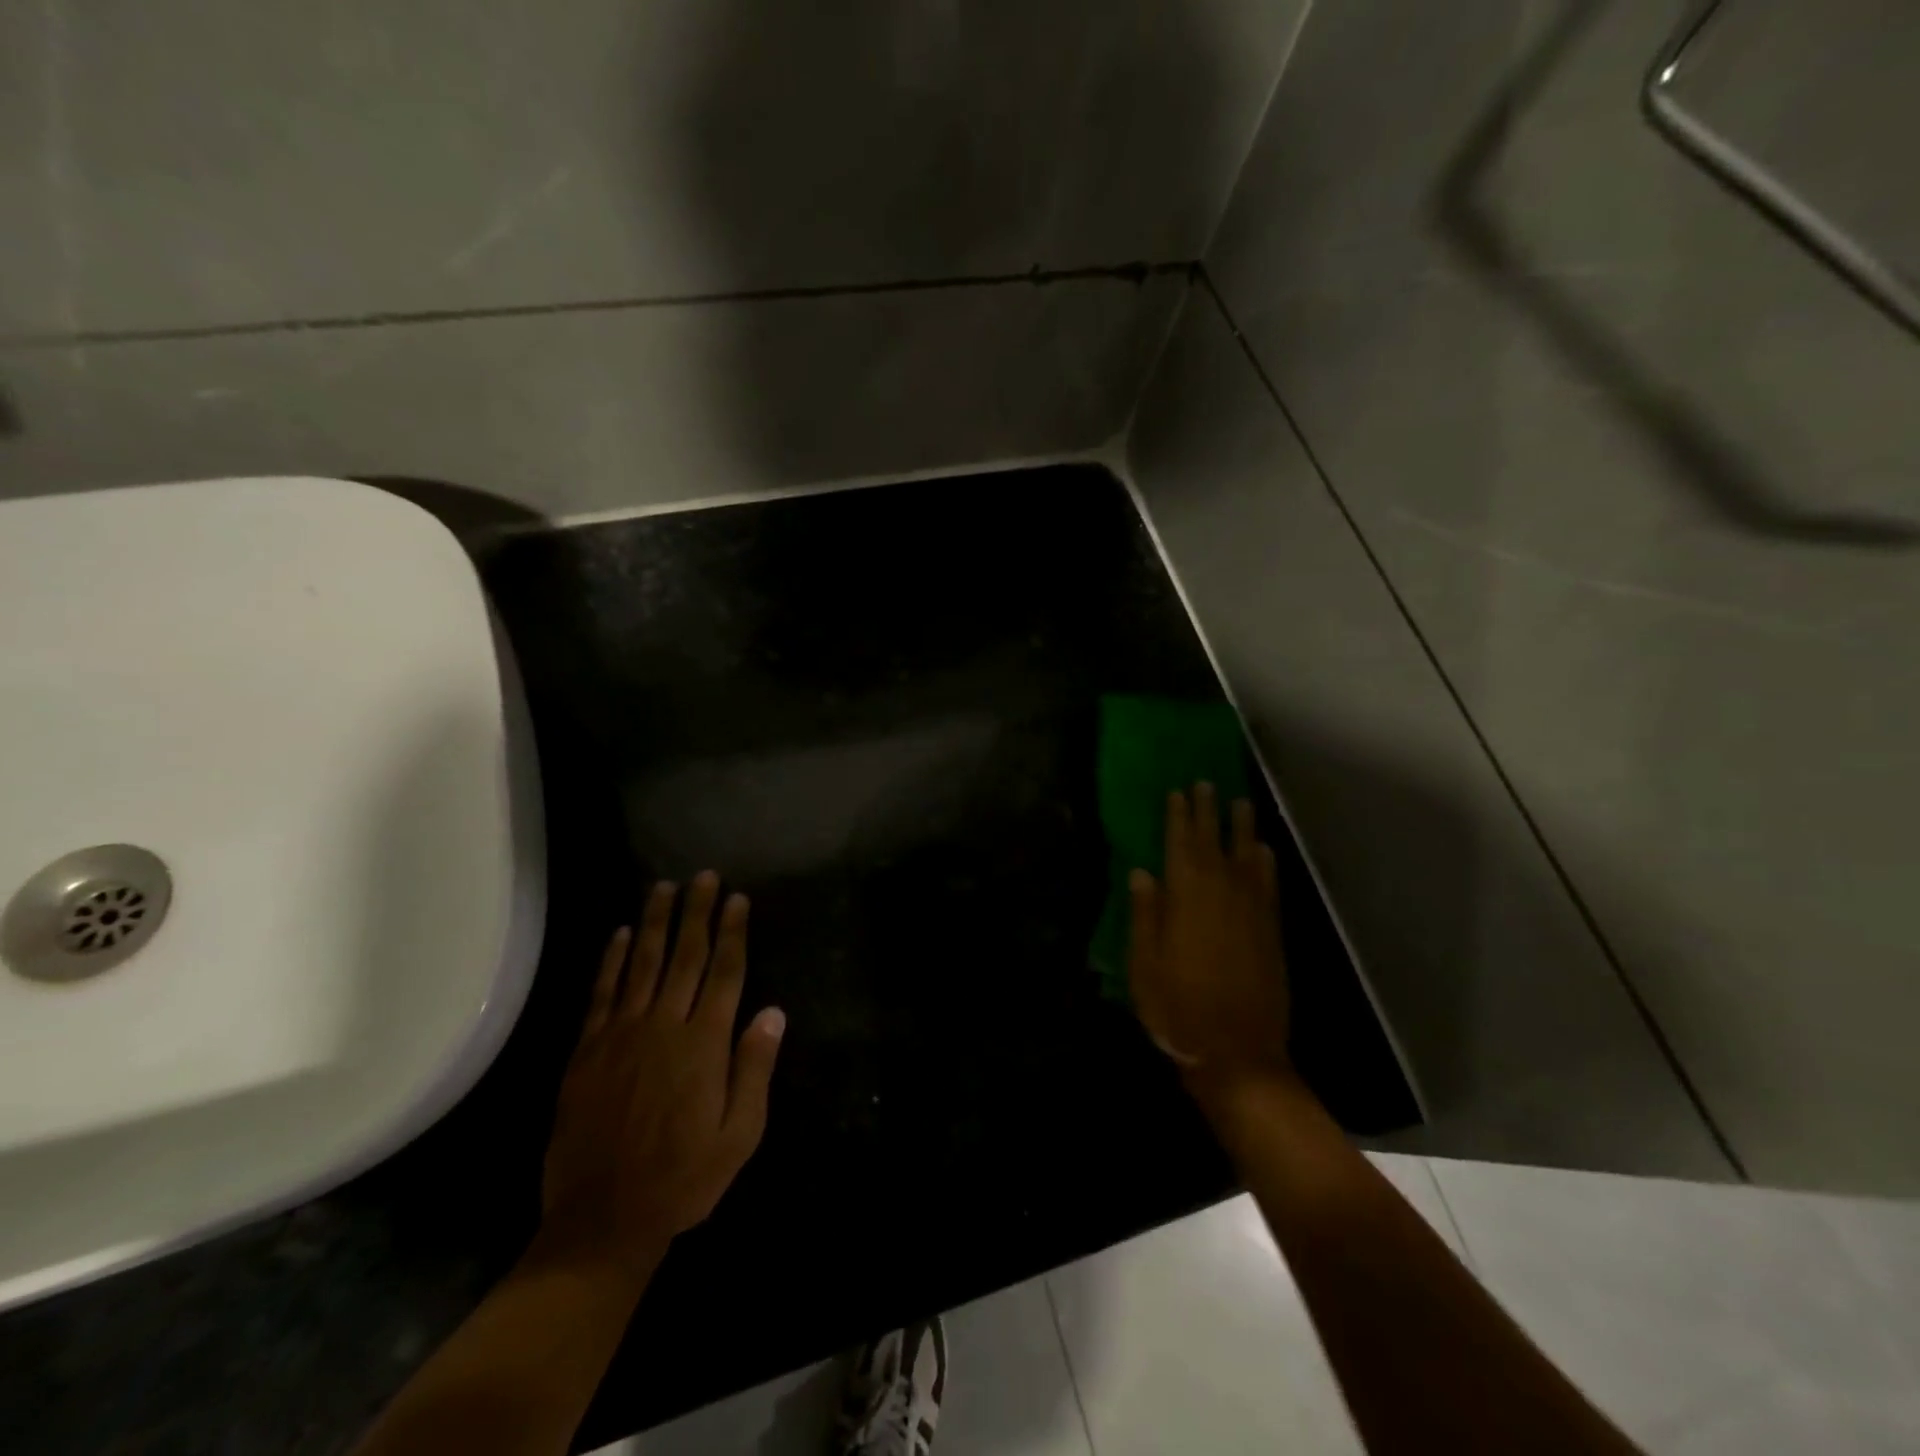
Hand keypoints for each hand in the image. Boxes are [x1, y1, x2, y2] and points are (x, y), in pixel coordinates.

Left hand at [540, 874, 785, 1277]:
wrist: (602, 1221)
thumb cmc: (683, 1178)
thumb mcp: (739, 1135)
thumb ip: (754, 1069)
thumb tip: (773, 1012)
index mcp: (704, 1044)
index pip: (725, 972)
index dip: (733, 932)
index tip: (738, 898)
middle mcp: (663, 1026)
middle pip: (685, 956)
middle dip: (697, 912)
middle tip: (704, 876)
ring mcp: (621, 1035)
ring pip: (641, 964)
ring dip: (654, 922)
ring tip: (663, 887)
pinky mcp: (588, 1051)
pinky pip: (601, 993)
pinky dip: (610, 961)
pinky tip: (617, 935)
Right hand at [1128, 784, 1290, 1086]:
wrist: (1238, 1052)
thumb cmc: (1178, 1009)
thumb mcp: (1145, 964)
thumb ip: (1145, 915)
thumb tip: (1142, 872)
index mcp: (1186, 898)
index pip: (1181, 845)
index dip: (1179, 816)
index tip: (1178, 791)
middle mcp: (1222, 894)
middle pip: (1214, 843)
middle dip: (1209, 812)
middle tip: (1207, 784)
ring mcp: (1252, 911)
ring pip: (1246, 857)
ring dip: (1242, 828)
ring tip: (1240, 802)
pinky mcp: (1271, 931)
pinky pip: (1269, 885)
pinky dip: (1266, 863)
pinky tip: (1263, 851)